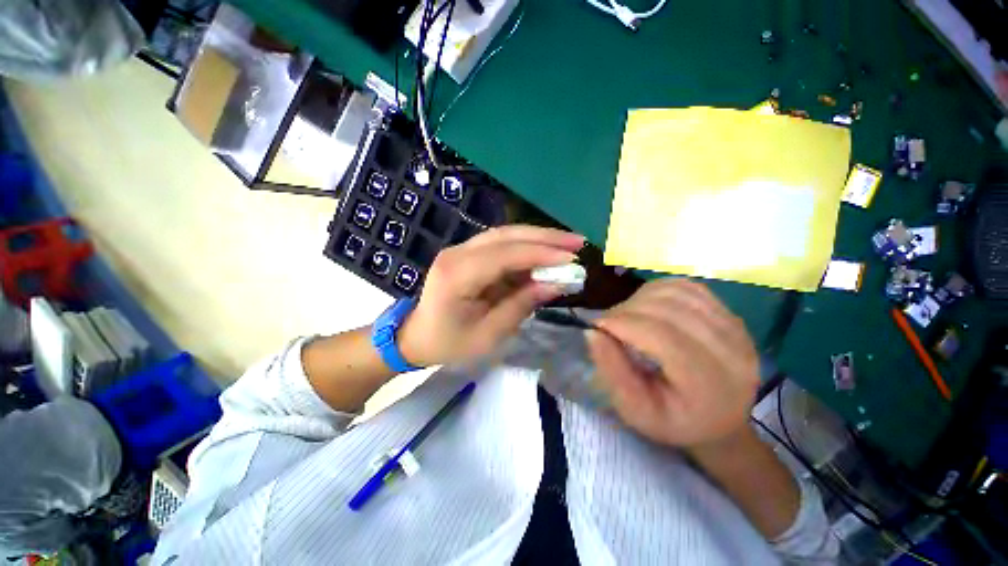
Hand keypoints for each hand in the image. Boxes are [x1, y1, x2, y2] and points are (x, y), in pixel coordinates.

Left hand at [399, 225, 584, 366]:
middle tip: (578, 241)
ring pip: (505, 235)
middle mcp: (457, 253)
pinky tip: (545, 252)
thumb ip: (521, 305)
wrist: (416, 336)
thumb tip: (555, 284)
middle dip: (545, 237)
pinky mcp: (467, 253)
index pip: (504, 255)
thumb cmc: (449, 344)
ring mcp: (461, 250)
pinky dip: (526, 247)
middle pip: (506, 235)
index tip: (572, 257)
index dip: (540, 254)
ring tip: (568, 243)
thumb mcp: (489, 334)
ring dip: (538, 237)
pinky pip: (501, 244)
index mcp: (456, 275)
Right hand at [586, 279, 758, 452]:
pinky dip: (659, 290)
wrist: (717, 422)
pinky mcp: (731, 315)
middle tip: (610, 325)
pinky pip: (688, 287)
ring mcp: (736, 328)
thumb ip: (612, 371)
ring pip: (677, 292)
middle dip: (627, 310)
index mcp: (709, 383)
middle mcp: (731, 351)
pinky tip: (648, 306)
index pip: (661, 335)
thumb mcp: (634, 410)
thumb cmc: (672, 421)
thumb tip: (593, 331)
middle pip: (668, 309)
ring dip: (641, 298)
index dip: (623, 323)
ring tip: (628, 316)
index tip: (597, 326)